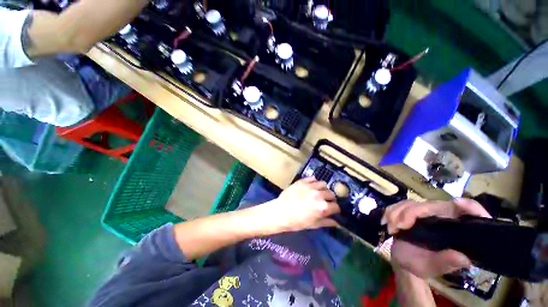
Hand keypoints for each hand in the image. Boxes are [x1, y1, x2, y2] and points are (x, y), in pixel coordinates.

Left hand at [258, 177, 339, 232]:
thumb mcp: (313, 225)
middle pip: (331, 194)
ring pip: (323, 184)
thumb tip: (336, 222)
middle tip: (325, 201)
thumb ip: (326, 222)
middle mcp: (319, 195)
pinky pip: (313, 178)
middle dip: (330, 199)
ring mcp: (310, 186)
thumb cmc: (296, 221)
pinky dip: (314, 182)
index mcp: (323, 207)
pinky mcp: (303, 181)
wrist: (281, 212)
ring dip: (323, 189)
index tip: (333, 210)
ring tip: (319, 192)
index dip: (335, 209)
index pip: (336, 206)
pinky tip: (312, 186)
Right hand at [383, 198, 490, 278]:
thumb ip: (446, 262)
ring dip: (397, 213)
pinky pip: (401, 204)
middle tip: (399, 226)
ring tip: (391, 228)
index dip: (471, 207)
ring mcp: (427, 214)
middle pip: (432, 205)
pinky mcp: (412, 211)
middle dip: (411, 212)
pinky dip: (391, 211)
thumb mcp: (433, 267)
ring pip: (413, 203)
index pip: (472, 214)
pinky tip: (386, 222)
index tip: (458, 203)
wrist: (402, 259)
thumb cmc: (420, 265)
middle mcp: (444, 219)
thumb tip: (463, 258)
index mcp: (456, 232)